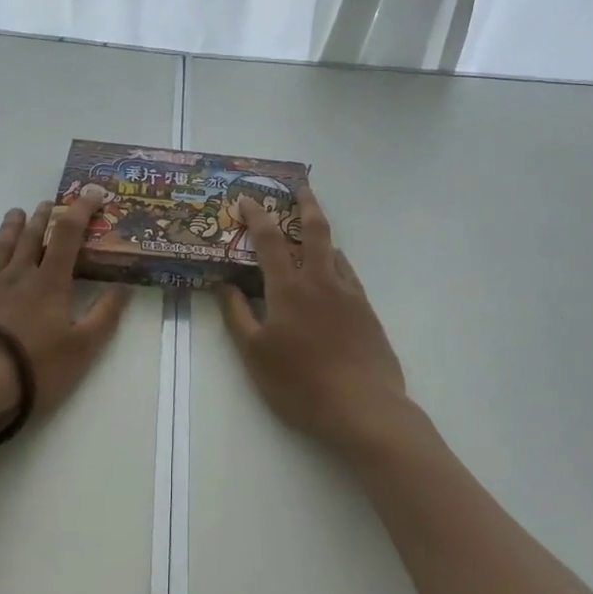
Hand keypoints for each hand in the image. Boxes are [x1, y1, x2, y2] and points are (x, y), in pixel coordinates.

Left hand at [0, 186, 130, 425]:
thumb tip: (126, 286)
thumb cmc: (33, 366)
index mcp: (50, 283)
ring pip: (1, 246)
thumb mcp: (82, 348)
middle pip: (32, 238)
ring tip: (15, 211)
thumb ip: (105, 315)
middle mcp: (18, 273)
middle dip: (43, 218)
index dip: (81, 211)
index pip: (69, 236)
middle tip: (48, 203)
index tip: (92, 193)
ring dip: (11, 227)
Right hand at [216, 186, 410, 458]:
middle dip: (306, 202)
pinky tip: (333, 279)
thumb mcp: (255, 354)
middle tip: (300, 185)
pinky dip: (337, 266)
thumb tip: (225, 285)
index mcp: (289, 287)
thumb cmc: (300, 383)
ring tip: (310, 237)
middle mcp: (321, 280)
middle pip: (315, 229)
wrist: (364, 408)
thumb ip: (238, 316)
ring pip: (336, 252)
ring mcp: (349, 294)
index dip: (256, 214)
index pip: (268, 239)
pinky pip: (349, 276)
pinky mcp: (368, 312)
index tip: (246, 198)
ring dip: (322, 237)